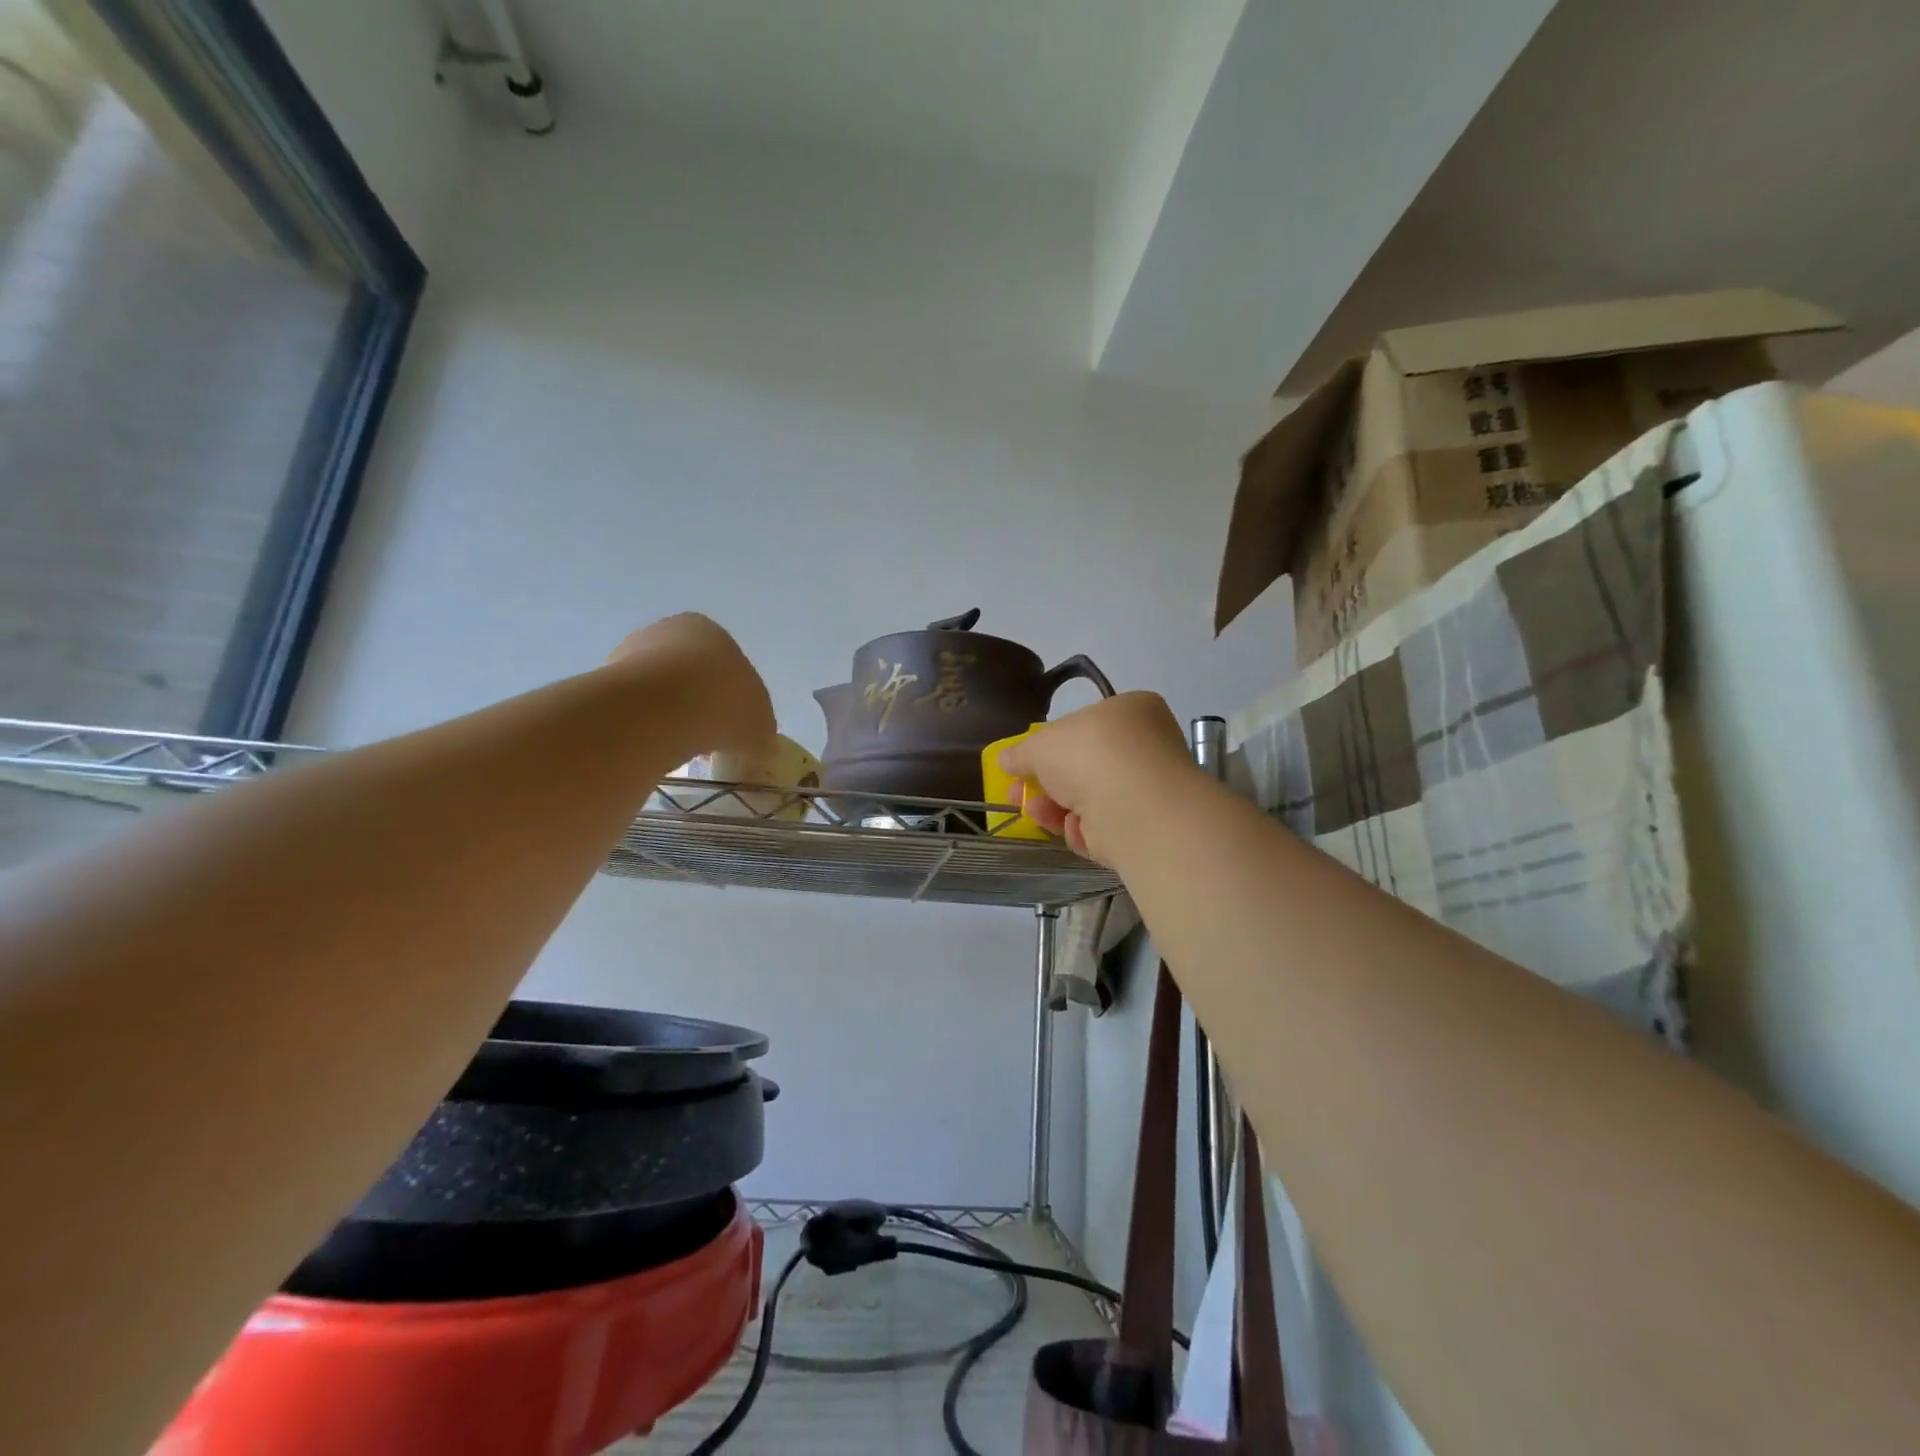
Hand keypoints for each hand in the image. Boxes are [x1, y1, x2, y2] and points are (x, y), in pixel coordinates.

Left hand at [607, 614, 775, 758]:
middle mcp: (667, 631)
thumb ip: (760, 734)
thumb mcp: (761, 726)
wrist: (662, 708)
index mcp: (709, 630)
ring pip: (657, 689)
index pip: (725, 664)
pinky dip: (643, 725)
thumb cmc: (723, 704)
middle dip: (697, 703)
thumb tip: (759, 748)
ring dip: (668, 714)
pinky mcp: (604, 680)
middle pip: (688, 672)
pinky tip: (652, 745)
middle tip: (706, 739)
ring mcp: (630, 652)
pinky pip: (632, 707)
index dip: (732, 699)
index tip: (732, 728)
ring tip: (678, 747)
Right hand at [999, 692, 1193, 867]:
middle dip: (1046, 782)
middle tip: (1016, 793)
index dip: (1053, 744)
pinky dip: (1082, 829)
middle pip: (1085, 766)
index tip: (1025, 762)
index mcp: (1132, 711)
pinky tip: (1070, 827)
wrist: (1130, 804)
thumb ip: (1020, 752)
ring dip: (1056, 807)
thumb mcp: (1039, 744)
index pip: (1088, 724)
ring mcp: (1148, 790)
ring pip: (1091, 800)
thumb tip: (1006, 760)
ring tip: (1031, 811)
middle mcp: (1146, 747)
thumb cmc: (1088, 753)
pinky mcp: (1146, 828)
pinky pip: (1103, 827)